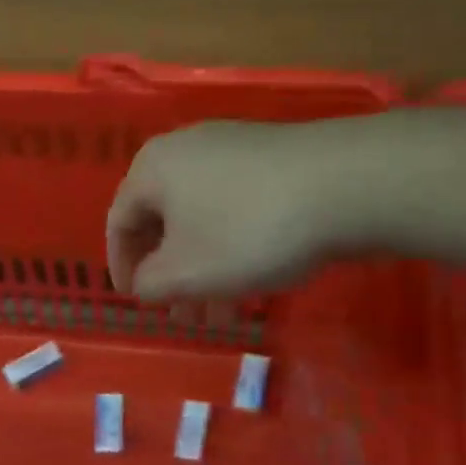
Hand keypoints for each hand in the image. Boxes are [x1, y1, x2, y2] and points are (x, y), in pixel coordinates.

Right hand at [106, 121, 346, 301]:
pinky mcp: (273, 160)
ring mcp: (234, 149)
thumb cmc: (247, 231)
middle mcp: (187, 149)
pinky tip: (252, 283)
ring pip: (203, 220)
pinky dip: (232, 248)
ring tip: (221, 314)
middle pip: (163, 222)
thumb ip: (150, 284)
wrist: (347, 184)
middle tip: (182, 315)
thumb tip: (146, 283)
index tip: (138, 303)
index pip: (118, 222)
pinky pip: (235, 209)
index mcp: (153, 168)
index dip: (122, 268)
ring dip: (204, 270)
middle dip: (170, 276)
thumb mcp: (186, 272)